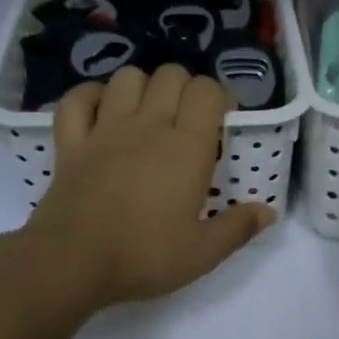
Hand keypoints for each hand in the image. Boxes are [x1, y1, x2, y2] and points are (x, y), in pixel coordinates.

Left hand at [26, 64, 274, 308]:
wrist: (72, 262)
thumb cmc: (144, 256)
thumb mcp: (202, 253)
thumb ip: (238, 228)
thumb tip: (268, 211)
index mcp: (186, 148)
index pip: (207, 91)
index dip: (218, 97)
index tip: (222, 121)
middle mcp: (148, 126)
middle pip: (170, 75)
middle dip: (184, 88)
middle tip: (188, 120)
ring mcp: (105, 130)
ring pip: (126, 78)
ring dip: (142, 87)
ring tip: (148, 114)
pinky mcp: (71, 142)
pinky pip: (77, 99)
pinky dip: (91, 96)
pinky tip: (101, 111)